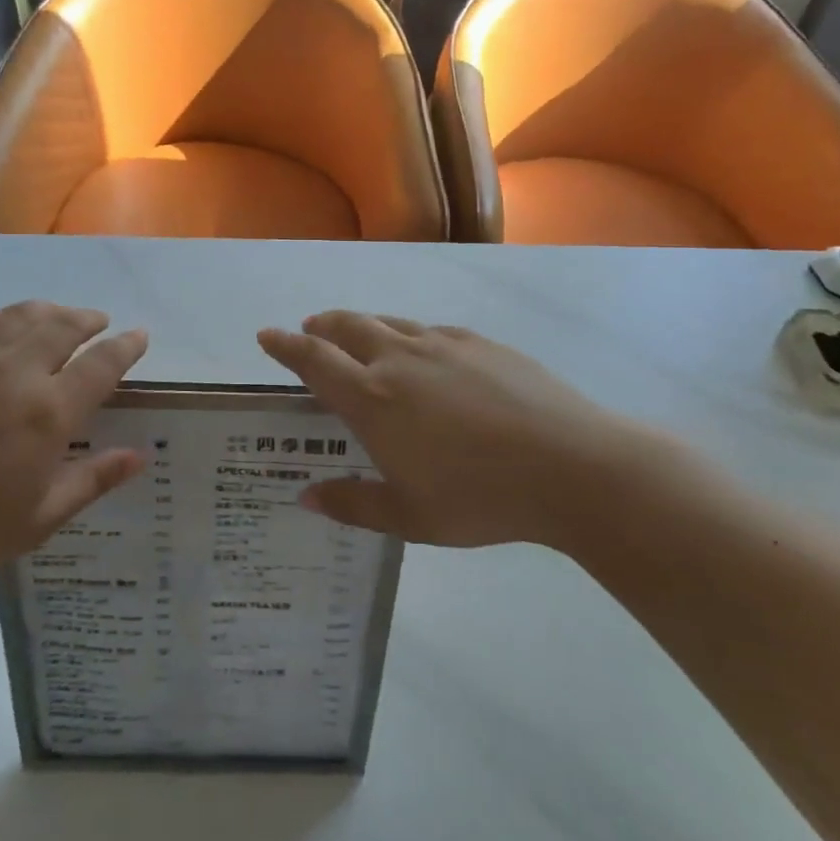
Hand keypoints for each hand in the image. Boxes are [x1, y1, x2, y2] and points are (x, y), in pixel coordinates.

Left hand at [0, 301, 147, 588]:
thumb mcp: (39, 518)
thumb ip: (94, 480)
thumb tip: (140, 456)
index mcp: (48, 412)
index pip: (102, 363)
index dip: (126, 347)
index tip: (139, 336)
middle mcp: (15, 370)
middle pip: (65, 325)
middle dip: (90, 320)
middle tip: (100, 322)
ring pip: (23, 314)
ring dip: (52, 311)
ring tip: (61, 317)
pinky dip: (6, 317)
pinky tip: (6, 326)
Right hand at [258, 311, 673, 547]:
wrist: (571, 466)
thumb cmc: (480, 498)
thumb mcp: (410, 517)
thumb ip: (354, 504)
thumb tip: (306, 496)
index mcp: (374, 399)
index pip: (315, 360)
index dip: (286, 346)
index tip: (268, 335)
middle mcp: (400, 360)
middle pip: (348, 327)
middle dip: (322, 326)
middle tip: (310, 330)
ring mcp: (443, 345)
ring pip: (389, 323)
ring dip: (364, 326)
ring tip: (359, 338)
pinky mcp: (481, 343)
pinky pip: (431, 331)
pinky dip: (410, 336)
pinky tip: (425, 355)